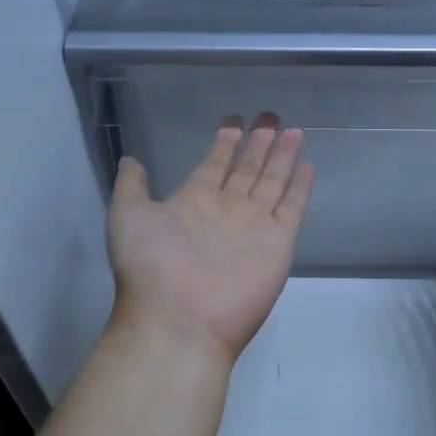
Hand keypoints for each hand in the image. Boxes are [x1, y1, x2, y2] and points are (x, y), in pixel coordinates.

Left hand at [107, 116, 314, 367]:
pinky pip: (292, 208)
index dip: (224, 144)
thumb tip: (132, 158)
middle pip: (247, 169)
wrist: (180, 319)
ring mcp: (254, 225)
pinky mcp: (278, 242)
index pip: (214, 165)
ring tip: (292, 131)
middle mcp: (226, 209)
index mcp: (193, 201)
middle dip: (258, 143)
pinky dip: (300, 188)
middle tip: (270, 116)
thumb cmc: (151, 265)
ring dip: (282, 157)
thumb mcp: (128, 216)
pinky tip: (306, 165)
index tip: (234, 121)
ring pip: (272, 182)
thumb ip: (132, 186)